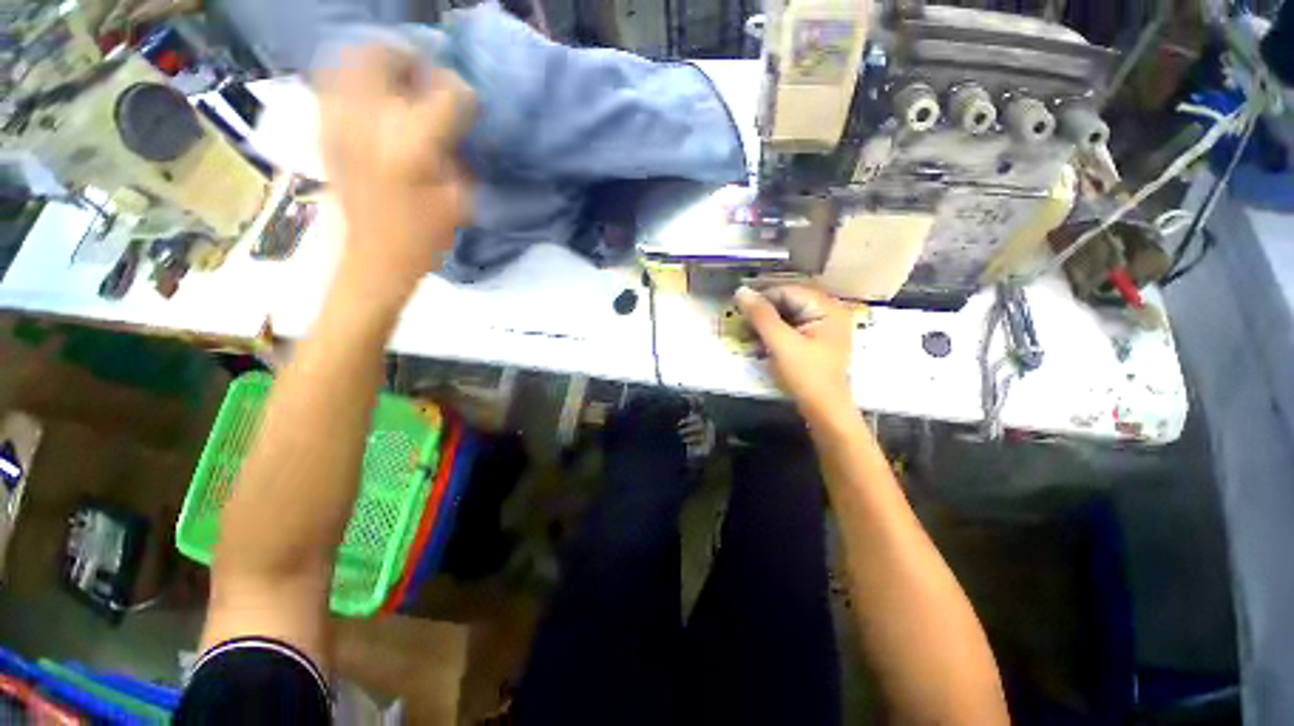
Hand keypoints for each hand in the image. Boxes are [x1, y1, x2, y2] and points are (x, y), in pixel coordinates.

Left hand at [317, 46, 475, 292]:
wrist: (374, 256)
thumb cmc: (424, 235)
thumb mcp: (459, 198)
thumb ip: (458, 151)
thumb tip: (455, 119)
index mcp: (411, 146)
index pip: (445, 94)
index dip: (461, 93)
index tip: (468, 103)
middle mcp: (369, 121)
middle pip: (383, 57)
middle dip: (410, 58)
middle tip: (427, 75)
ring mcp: (338, 121)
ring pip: (350, 60)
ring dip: (378, 61)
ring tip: (398, 81)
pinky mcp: (325, 129)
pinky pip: (332, 81)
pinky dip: (354, 77)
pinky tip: (373, 96)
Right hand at [735, 285, 853, 415]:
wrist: (825, 410)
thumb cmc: (806, 375)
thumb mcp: (781, 343)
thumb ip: (761, 316)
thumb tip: (740, 291)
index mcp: (827, 308)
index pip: (787, 291)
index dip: (762, 299)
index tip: (739, 313)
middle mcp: (829, 312)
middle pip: (788, 302)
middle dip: (763, 313)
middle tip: (742, 326)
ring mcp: (823, 327)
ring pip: (788, 316)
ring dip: (766, 325)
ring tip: (748, 337)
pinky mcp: (816, 341)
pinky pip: (791, 329)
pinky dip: (774, 334)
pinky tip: (760, 344)